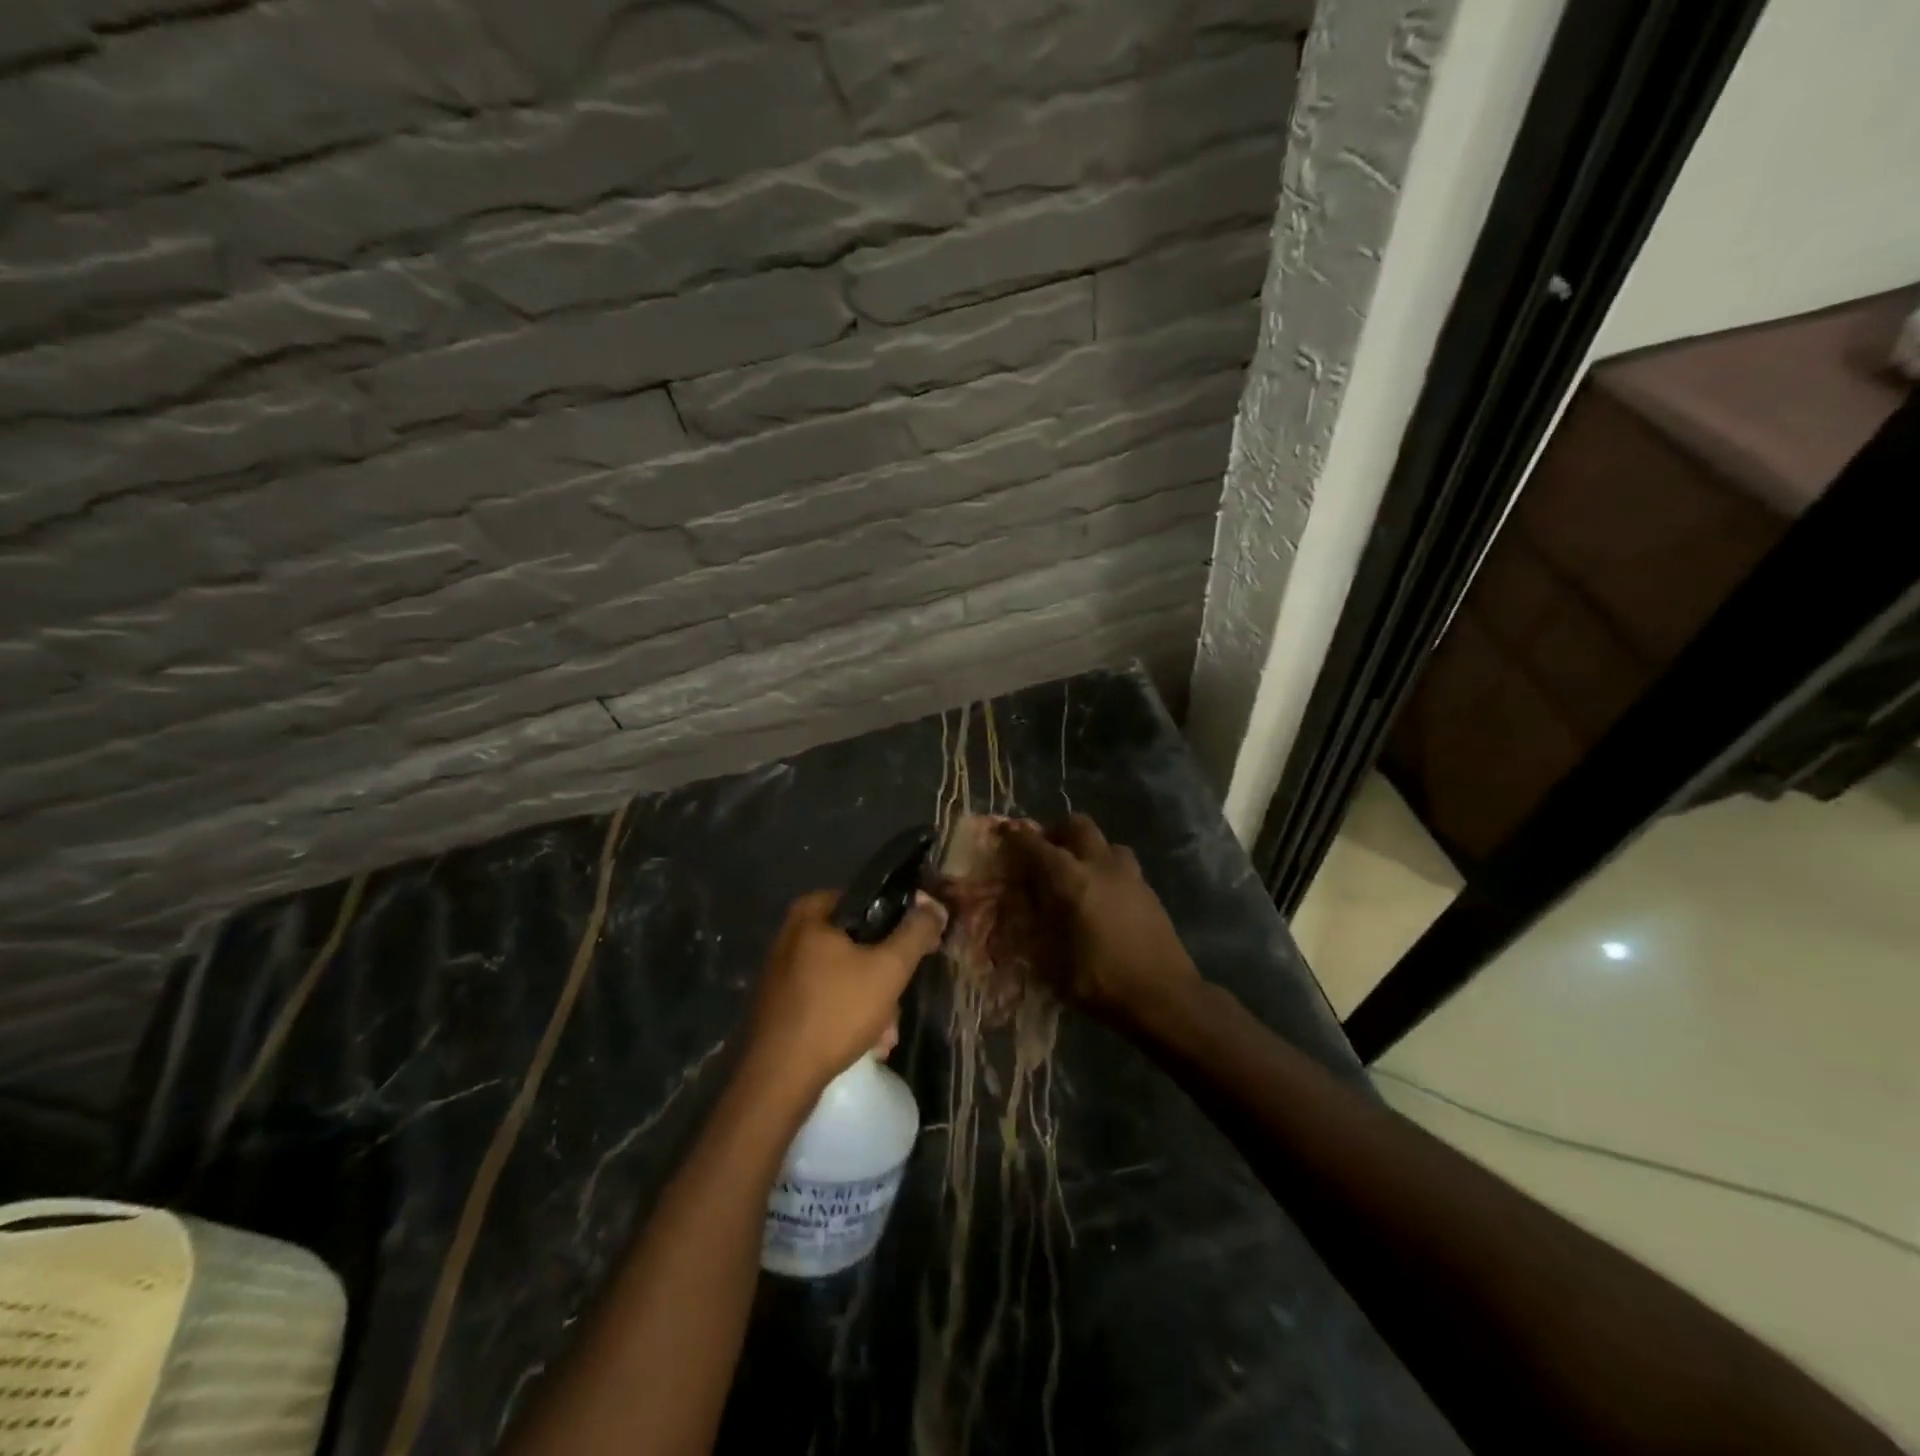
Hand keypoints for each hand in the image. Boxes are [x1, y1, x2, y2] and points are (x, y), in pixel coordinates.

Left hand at [744, 890, 946, 1097]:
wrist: (778, 1080)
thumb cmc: (836, 1012)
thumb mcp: (888, 968)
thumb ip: (916, 932)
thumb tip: (934, 905)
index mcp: (811, 913)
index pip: (868, 901)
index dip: (900, 922)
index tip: (920, 949)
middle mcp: (791, 934)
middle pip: (858, 943)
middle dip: (884, 977)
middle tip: (899, 1003)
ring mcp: (783, 971)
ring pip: (845, 975)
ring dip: (872, 1003)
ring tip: (886, 1035)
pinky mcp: (781, 1004)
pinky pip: (826, 997)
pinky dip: (848, 1015)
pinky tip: (866, 1043)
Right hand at [1001, 815, 1200, 1026]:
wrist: (1165, 997)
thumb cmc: (1101, 982)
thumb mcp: (1052, 962)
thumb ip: (1037, 926)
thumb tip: (1025, 905)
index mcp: (1072, 881)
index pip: (1038, 846)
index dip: (1018, 836)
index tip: (1006, 831)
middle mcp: (1101, 867)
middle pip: (1078, 825)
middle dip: (1057, 831)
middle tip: (1045, 851)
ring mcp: (1130, 876)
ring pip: (1106, 842)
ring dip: (1088, 848)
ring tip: (1077, 872)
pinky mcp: (1149, 891)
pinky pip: (1123, 865)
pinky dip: (1107, 869)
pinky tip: (1104, 895)